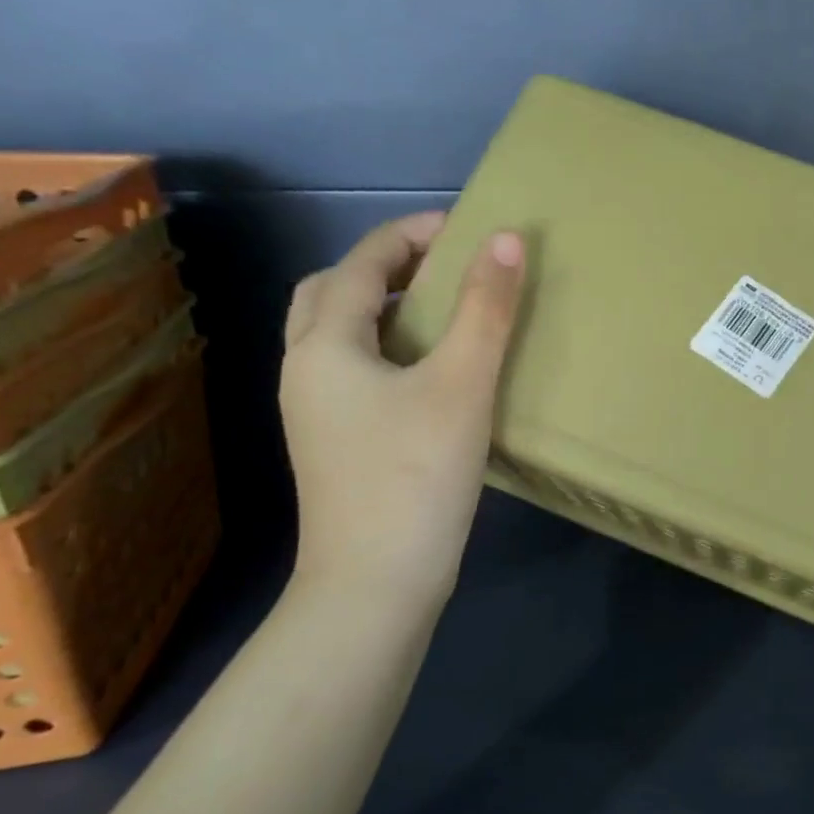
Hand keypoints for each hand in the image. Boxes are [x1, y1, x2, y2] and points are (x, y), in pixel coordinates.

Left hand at [280, 213, 525, 611]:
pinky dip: (389, 350)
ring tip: (444, 313)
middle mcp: (307, 372)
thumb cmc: (415, 476)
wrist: (375, 586)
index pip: (361, 264)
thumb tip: (506, 239)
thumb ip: (486, 310)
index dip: (411, 234)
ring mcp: (317, 413)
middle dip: (384, 267)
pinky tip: (435, 373)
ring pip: (340, 337)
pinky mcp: (338, 445)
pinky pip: (356, 372)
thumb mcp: (462, 384)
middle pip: (332, 294)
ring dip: (385, 309)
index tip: (465, 227)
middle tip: (442, 268)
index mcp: (325, 347)